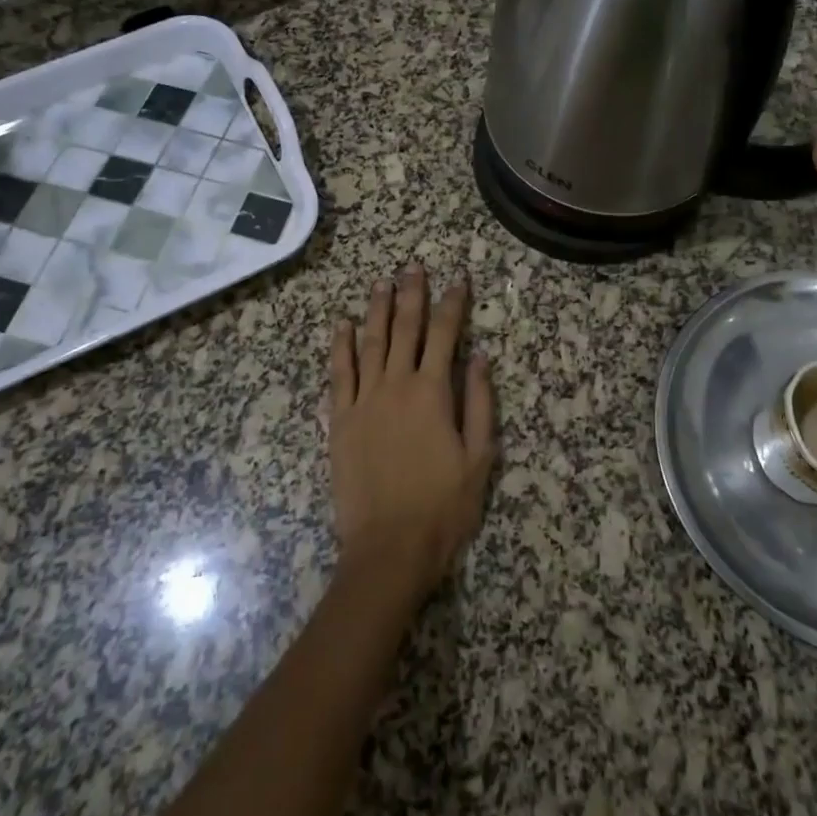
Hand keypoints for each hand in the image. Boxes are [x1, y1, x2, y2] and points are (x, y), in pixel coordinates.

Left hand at [328, 265, 496, 595]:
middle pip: (404, 329)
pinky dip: (340, 346)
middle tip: (414, 267)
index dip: (453, 304)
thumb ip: (478, 402)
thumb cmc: (443, 506)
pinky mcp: (340, 420)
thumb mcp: (478, 457)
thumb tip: (478, 357)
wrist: (389, 548)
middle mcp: (395, 385)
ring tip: (381, 283)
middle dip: (412, 295)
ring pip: (370, 342)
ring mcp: (363, 400)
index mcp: (432, 393)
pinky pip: (339, 373)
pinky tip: (342, 325)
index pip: (445, 335)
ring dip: (376, 309)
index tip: (458, 280)